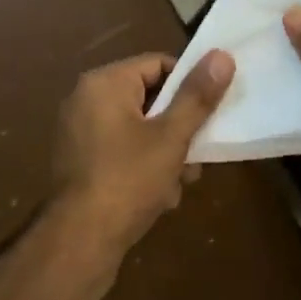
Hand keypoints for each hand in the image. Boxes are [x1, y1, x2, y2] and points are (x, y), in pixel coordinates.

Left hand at [42, 50, 234, 299]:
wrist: (79, 245)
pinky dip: (142, 165)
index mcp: (105, 82)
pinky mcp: (79, 162)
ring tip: (182, 182)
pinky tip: (160, 197)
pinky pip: (120, 150)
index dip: (188, 85)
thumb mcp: (171, 138)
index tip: (210, 112)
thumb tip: (222, 54)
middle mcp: (87, 98)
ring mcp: (79, 131)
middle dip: (178, 127)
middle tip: (198, 156)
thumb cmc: (127, 181)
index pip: (157, 64)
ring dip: (164, 151)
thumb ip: (197, 97)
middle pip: (147, 98)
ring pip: (137, 128)